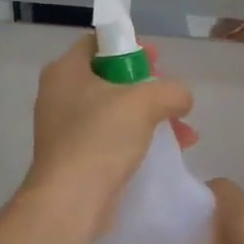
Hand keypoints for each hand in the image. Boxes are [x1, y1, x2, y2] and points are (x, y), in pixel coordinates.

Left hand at [23, 36, 196, 235]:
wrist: (70, 201)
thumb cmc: (100, 139)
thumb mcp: (144, 103)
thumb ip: (171, 90)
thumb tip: (182, 97)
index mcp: (65, 71)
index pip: (99, 43)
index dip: (132, 47)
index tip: (159, 62)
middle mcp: (59, 95)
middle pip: (110, 79)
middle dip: (149, 89)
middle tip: (172, 99)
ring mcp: (64, 129)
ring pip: (114, 112)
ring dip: (150, 118)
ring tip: (184, 134)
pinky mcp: (74, 158)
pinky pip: (110, 139)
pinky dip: (137, 140)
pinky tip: (167, 153)